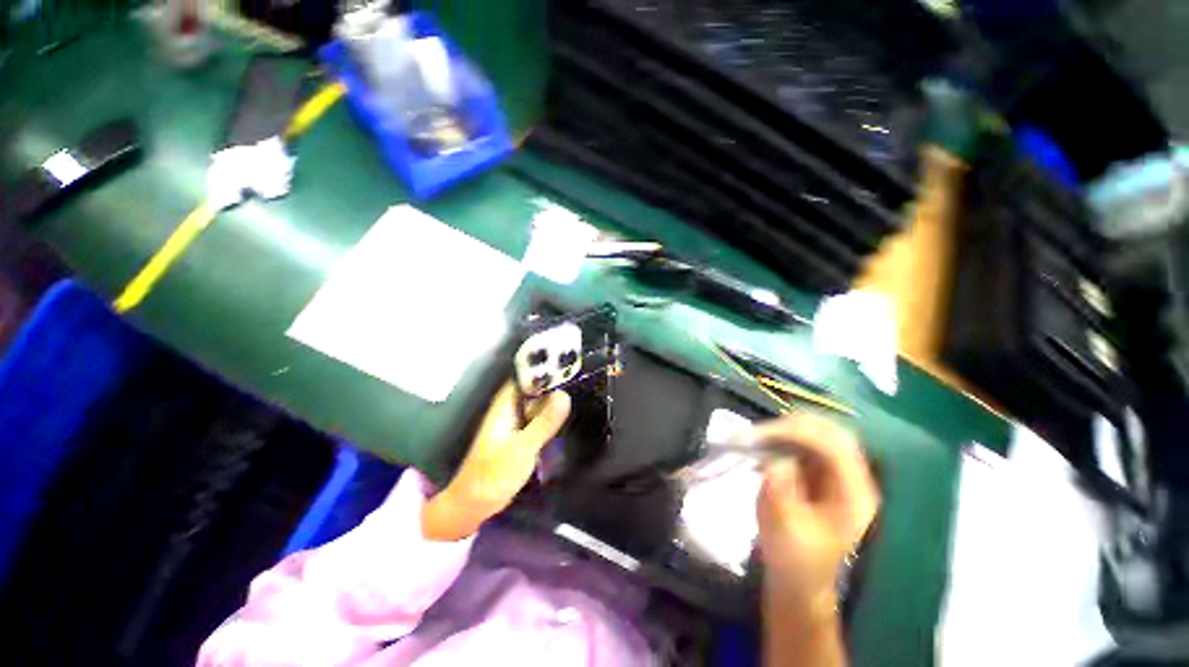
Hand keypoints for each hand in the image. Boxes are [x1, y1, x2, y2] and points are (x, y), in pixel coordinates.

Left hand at [422, 383, 570, 540]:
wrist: (474, 503)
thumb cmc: (494, 473)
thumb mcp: (523, 448)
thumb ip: (543, 423)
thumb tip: (564, 395)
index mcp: (503, 409)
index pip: (522, 380)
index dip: (541, 369)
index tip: (566, 358)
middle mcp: (506, 416)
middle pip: (530, 394)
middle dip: (551, 386)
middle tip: (583, 376)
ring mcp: (511, 432)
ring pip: (534, 412)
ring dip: (552, 406)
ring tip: (583, 394)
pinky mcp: (516, 447)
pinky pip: (534, 428)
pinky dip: (548, 424)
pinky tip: (567, 424)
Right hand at [753, 413, 879, 610]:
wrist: (799, 593)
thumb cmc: (795, 569)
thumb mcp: (786, 533)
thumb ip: (781, 493)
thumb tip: (776, 461)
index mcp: (855, 493)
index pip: (834, 445)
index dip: (798, 432)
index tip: (760, 435)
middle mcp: (856, 480)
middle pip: (833, 435)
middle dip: (795, 428)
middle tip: (758, 433)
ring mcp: (843, 481)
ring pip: (822, 441)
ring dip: (791, 436)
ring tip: (759, 441)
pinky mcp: (827, 486)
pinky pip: (812, 455)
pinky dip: (789, 449)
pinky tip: (768, 457)